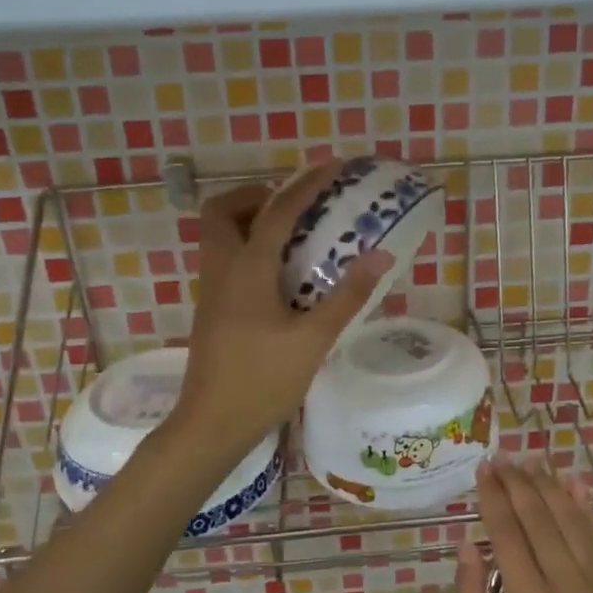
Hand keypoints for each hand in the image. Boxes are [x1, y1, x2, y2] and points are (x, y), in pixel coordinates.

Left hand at [171, 161, 394, 455]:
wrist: (212, 424)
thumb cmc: (263, 380)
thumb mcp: (314, 339)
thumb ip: (348, 296)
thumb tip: (381, 255)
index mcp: (247, 269)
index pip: (277, 211)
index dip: (306, 185)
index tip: (332, 167)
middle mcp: (221, 270)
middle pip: (223, 211)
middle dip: (255, 197)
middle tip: (294, 208)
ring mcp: (211, 291)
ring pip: (218, 235)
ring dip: (250, 222)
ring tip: (293, 238)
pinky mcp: (211, 310)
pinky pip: (225, 259)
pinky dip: (248, 249)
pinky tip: (280, 277)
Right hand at [456, 461, 592, 592]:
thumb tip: (468, 543)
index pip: (508, 533)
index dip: (494, 497)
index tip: (483, 470)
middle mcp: (567, 584)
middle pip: (540, 518)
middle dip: (518, 482)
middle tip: (501, 457)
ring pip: (571, 519)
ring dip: (548, 485)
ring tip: (529, 460)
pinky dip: (585, 506)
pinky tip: (573, 482)